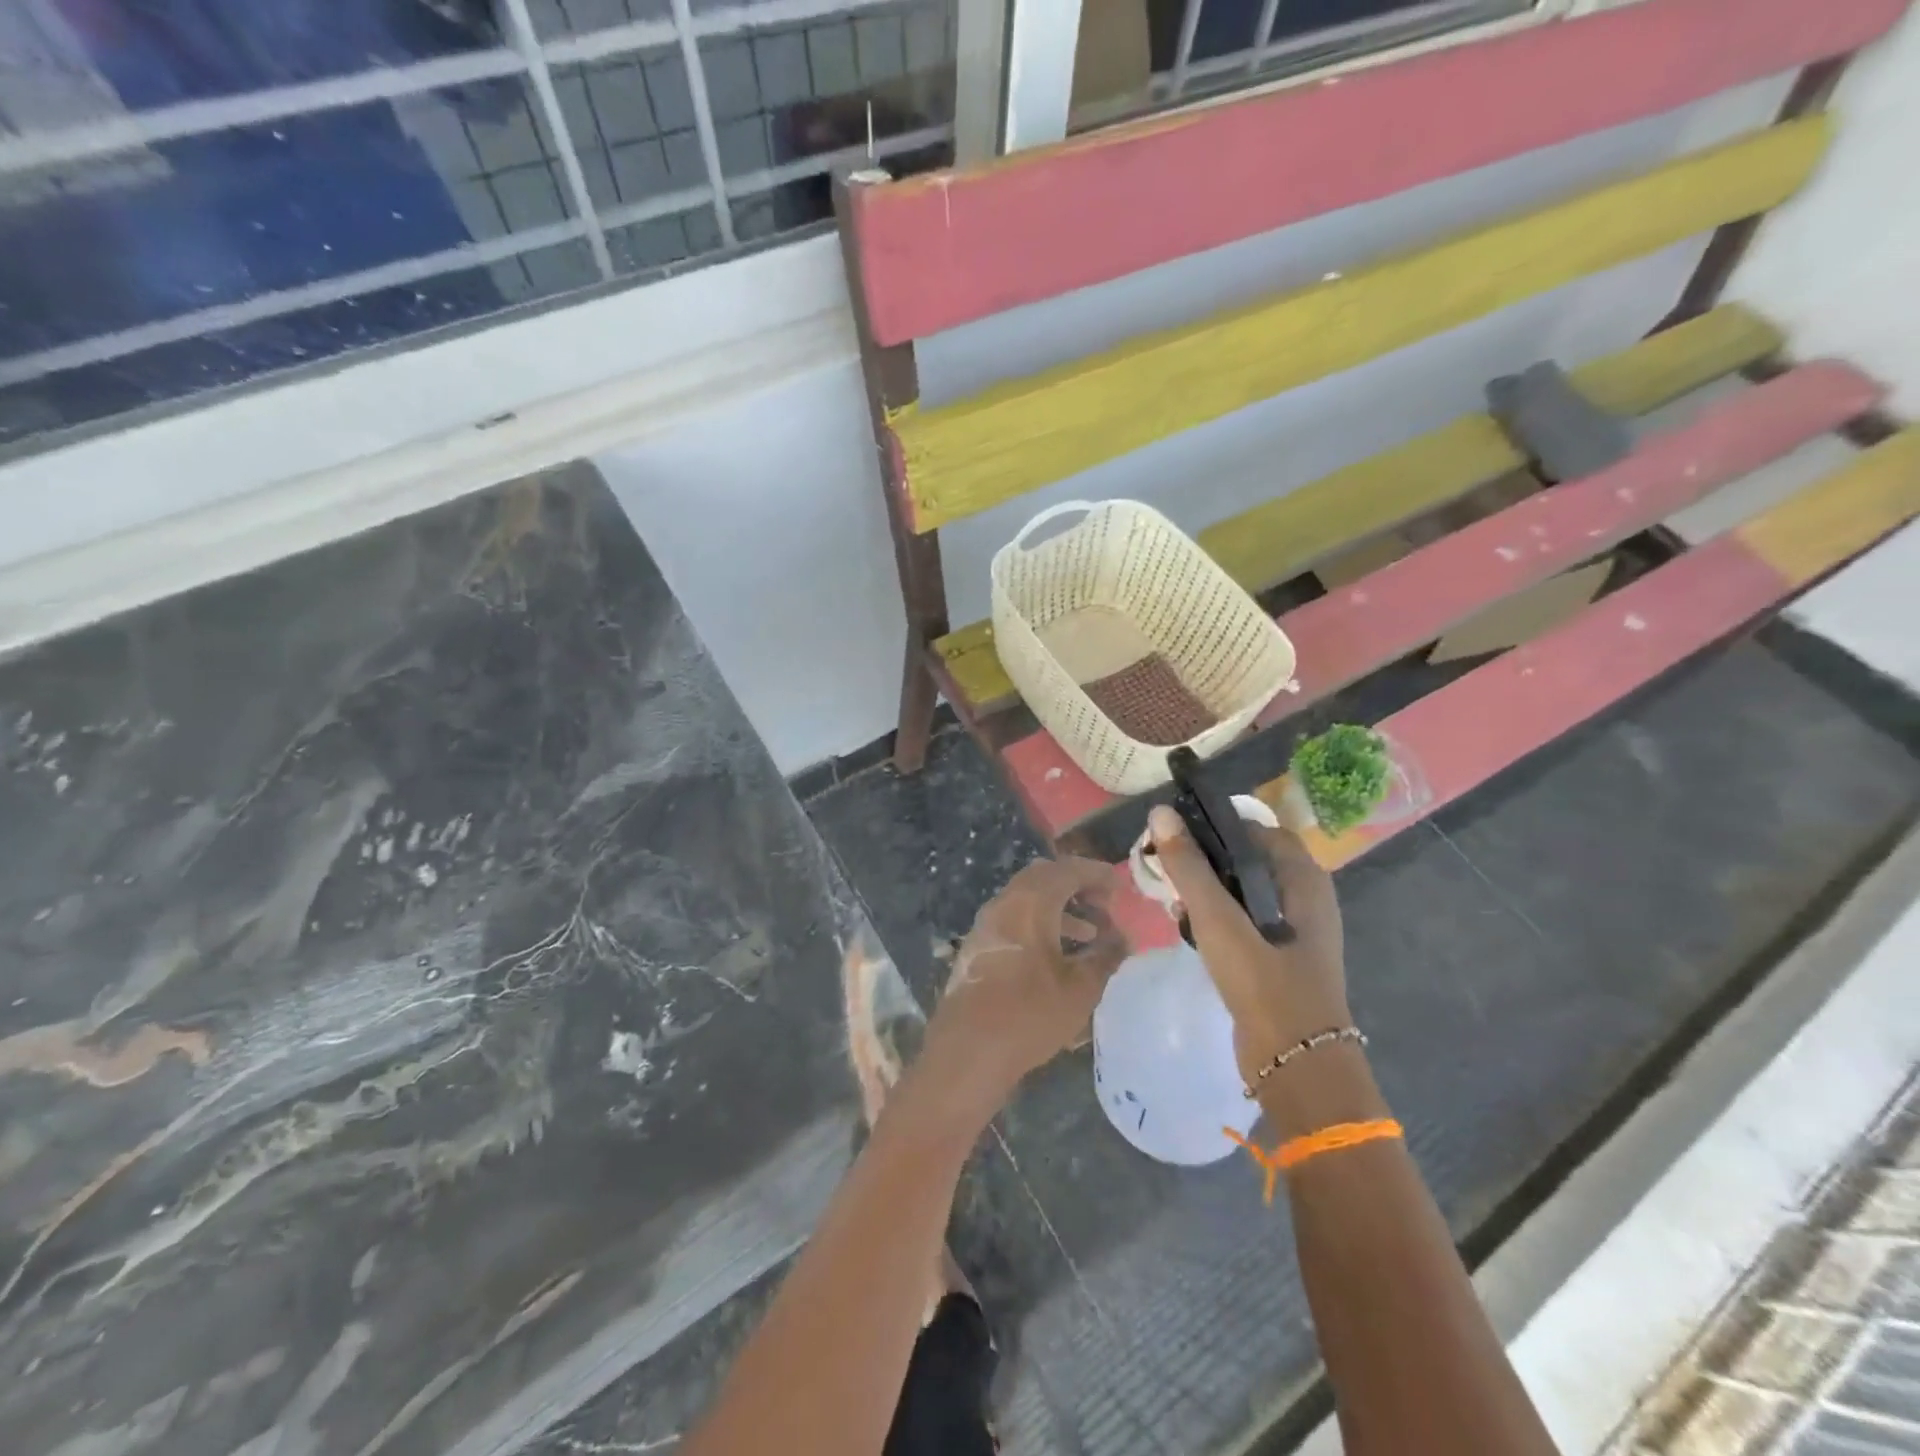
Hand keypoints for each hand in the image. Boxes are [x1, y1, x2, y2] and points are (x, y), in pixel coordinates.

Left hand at [916, 856, 1126, 1121]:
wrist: (968, 1049)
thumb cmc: (1030, 1014)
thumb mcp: (1080, 988)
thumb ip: (1105, 957)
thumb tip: (1122, 940)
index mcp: (1030, 902)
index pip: (1067, 870)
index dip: (1096, 874)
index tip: (1119, 886)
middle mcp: (1005, 903)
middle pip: (1043, 877)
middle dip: (1075, 885)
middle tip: (1103, 905)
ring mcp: (986, 924)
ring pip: (1026, 899)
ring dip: (1058, 908)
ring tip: (1089, 933)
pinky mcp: (978, 947)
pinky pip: (1014, 920)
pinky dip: (1039, 924)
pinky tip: (1056, 954)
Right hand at [1144, 804, 1348, 1086]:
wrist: (1298, 1067)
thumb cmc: (1264, 984)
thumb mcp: (1219, 921)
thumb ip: (1190, 867)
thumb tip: (1161, 812)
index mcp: (1304, 880)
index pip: (1257, 830)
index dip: (1217, 825)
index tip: (1177, 834)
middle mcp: (1305, 898)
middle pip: (1248, 859)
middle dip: (1205, 860)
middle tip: (1167, 868)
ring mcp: (1294, 931)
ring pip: (1243, 892)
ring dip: (1208, 890)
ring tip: (1172, 899)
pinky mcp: (1279, 958)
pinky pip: (1244, 921)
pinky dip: (1217, 918)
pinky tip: (1189, 929)